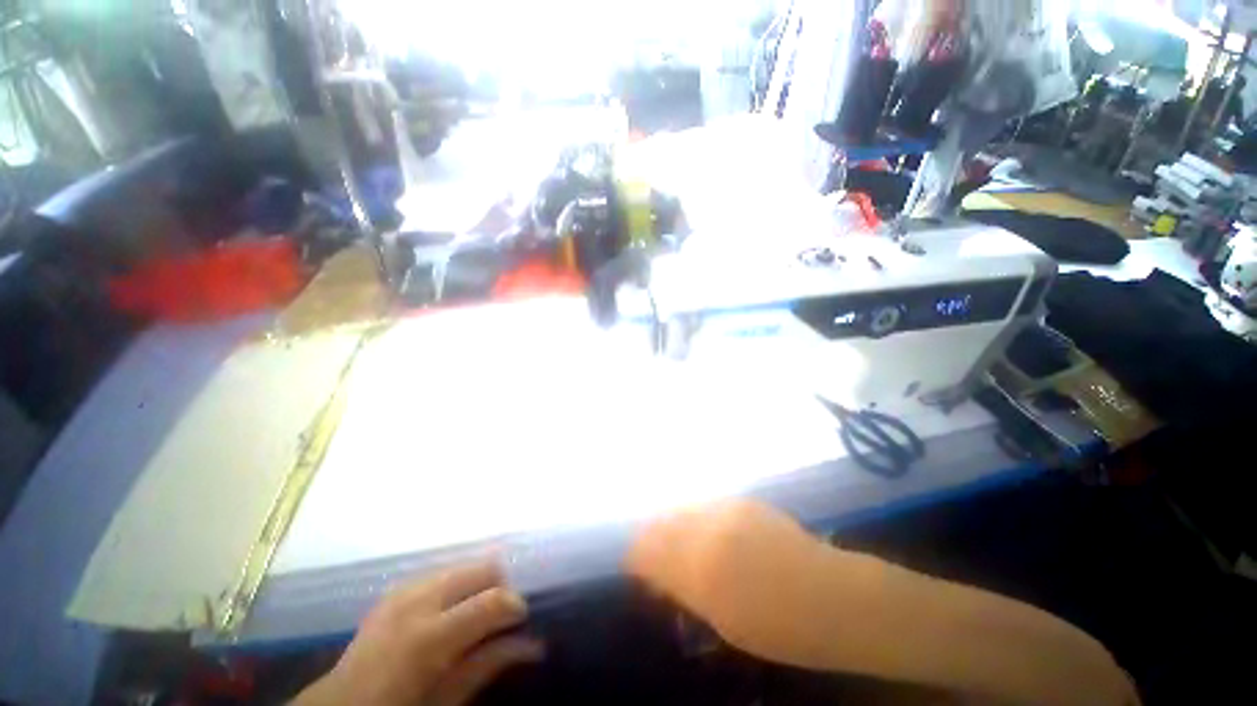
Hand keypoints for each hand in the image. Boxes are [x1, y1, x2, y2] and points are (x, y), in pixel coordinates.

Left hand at [294, 562, 543, 705]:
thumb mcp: (444, 700)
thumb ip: (487, 666)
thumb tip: (534, 644)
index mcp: (430, 636)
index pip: (493, 600)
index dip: (515, 606)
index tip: (522, 620)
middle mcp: (419, 599)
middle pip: (482, 568)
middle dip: (499, 586)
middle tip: (498, 618)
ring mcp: (405, 588)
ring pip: (464, 565)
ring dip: (478, 584)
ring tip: (474, 615)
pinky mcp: (398, 587)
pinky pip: (442, 572)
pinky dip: (457, 585)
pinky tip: (450, 611)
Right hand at [625, 499, 839, 662]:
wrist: (831, 595)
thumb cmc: (779, 627)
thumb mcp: (723, 620)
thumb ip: (685, 589)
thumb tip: (655, 573)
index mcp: (701, 571)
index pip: (649, 551)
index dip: (635, 554)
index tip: (631, 561)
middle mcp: (709, 531)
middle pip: (661, 523)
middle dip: (649, 534)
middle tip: (646, 547)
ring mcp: (728, 510)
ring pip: (682, 508)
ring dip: (671, 521)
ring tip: (670, 534)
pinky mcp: (743, 500)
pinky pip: (705, 504)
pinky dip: (694, 515)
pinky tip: (699, 525)